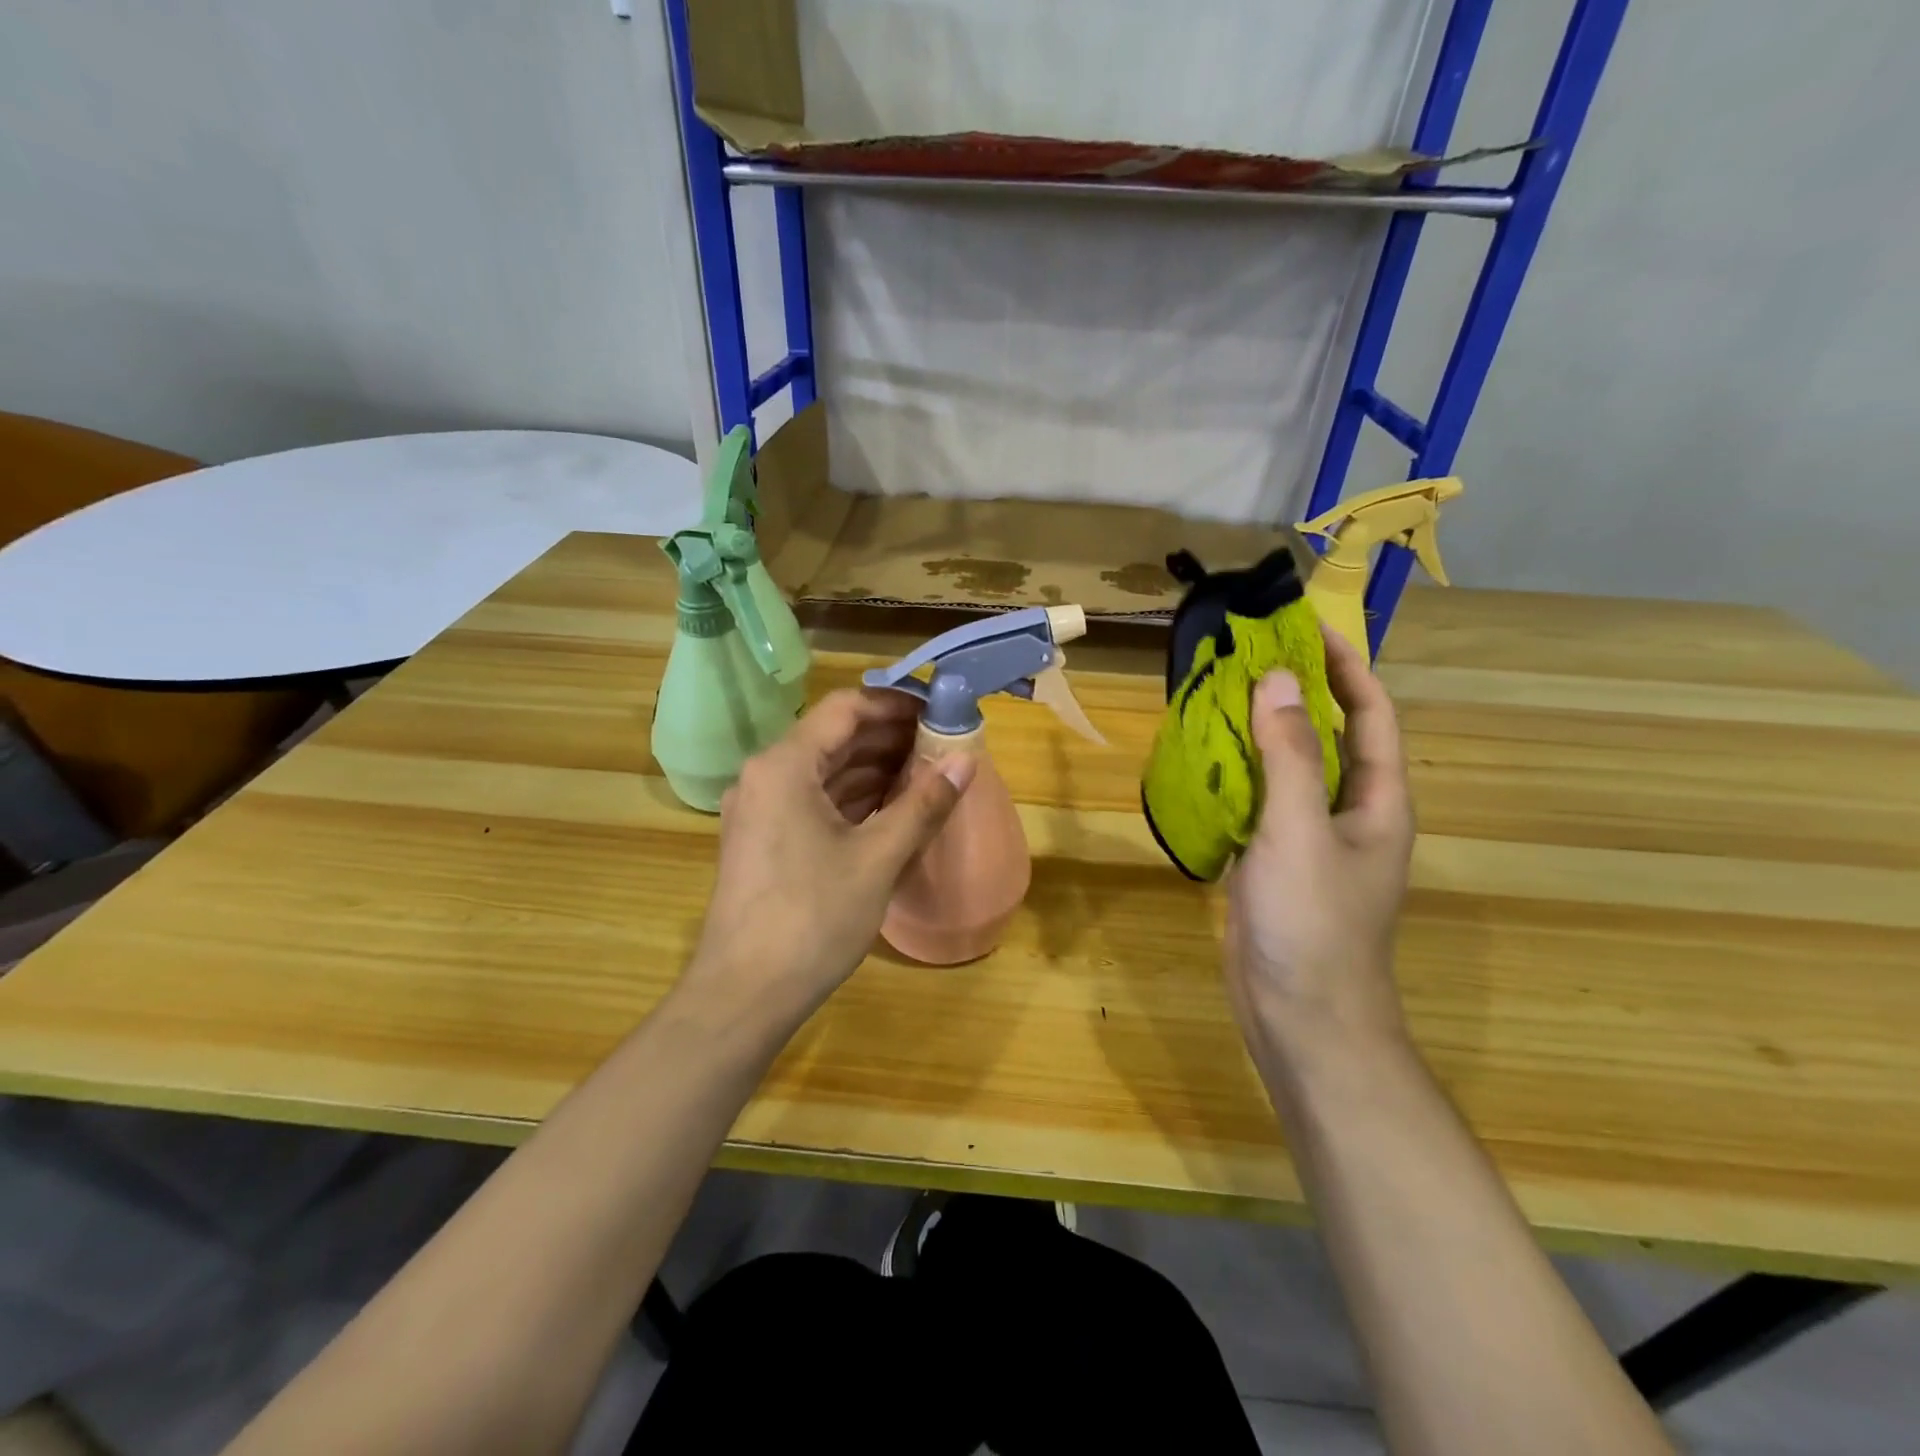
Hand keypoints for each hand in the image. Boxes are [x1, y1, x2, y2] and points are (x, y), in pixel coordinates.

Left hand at [683, 689, 975, 1021]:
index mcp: (784, 765)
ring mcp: (760, 809)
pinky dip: (853, 797)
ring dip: (873, 768)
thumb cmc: (812, 918)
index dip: (895, 704)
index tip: (938, 711)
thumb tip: (966, 760)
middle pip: (833, 736)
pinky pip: (813, 799)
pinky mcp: (763, 839)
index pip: (845, 708)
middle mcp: (765, 775)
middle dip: (889, 737)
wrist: (743, 995)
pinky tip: (891, 807)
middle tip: (942, 743)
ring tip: (927, 772)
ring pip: (824, 770)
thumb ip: (923, 804)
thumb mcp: (878, 858)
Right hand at [1224, 627, 1415, 1065]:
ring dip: (1259, 730)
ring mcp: (1310, 838)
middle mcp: (1350, 812)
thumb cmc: (1312, 922)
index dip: (1344, 666)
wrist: (1300, 1016)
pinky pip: (1258, 801)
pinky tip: (1200, 759)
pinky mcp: (1274, 860)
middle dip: (1295, 691)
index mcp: (1378, 800)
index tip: (1305, 627)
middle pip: (1328, 735)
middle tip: (1247, 654)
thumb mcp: (1300, 831)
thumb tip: (1274, 679)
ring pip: (1288, 768)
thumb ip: (1289, 756)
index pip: (1370, 713)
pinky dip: (1235, 773)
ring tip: (1217, 694)